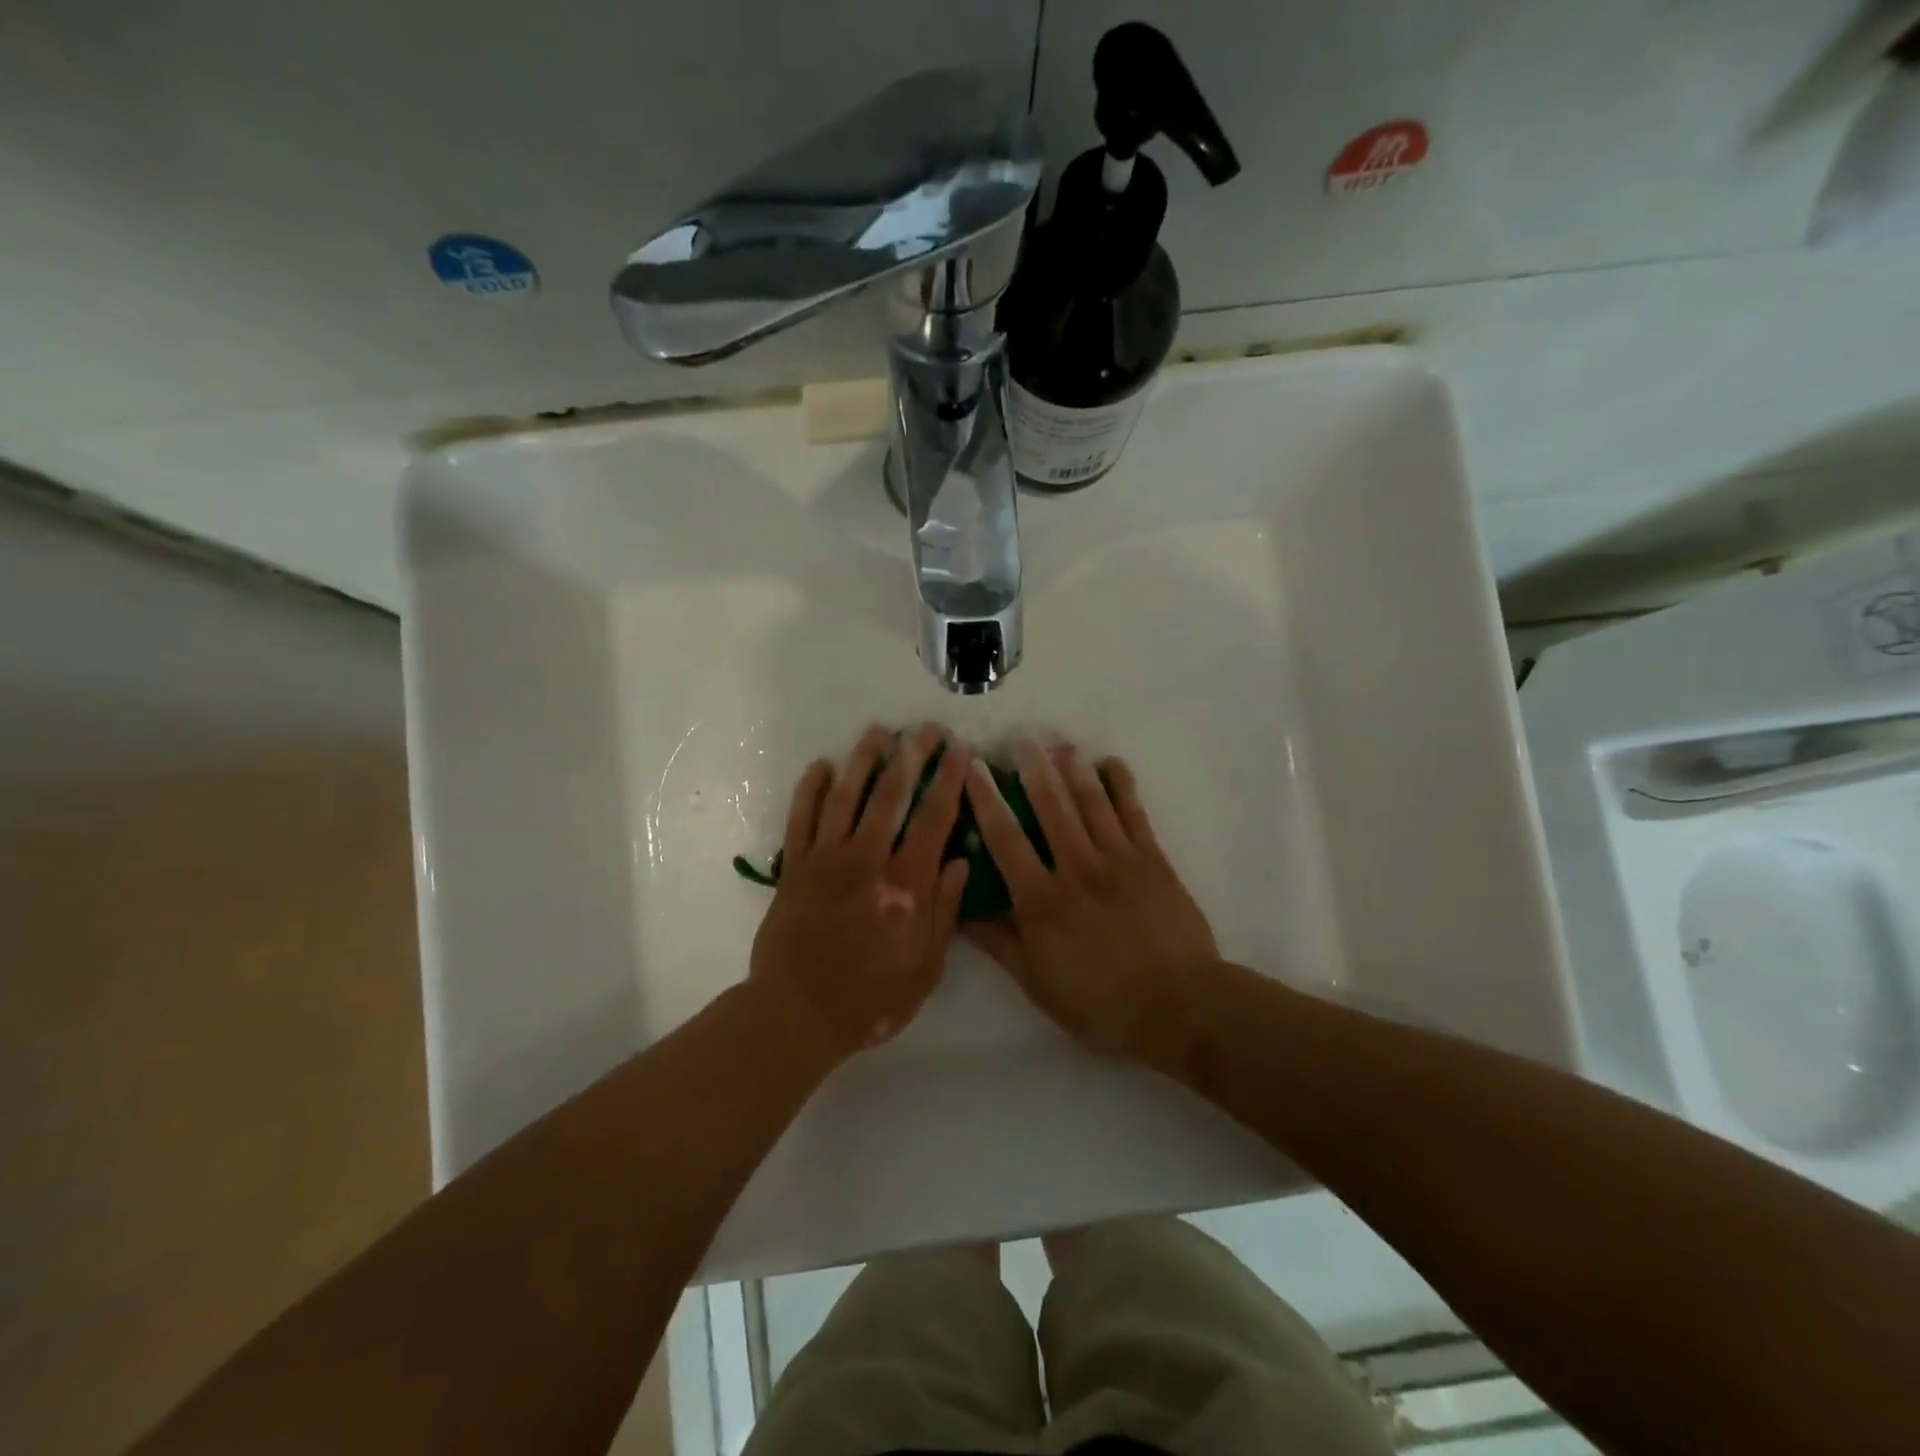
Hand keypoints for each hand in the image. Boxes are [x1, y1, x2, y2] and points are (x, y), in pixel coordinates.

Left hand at [749, 724, 970, 1060]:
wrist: (798, 1014)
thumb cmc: (871, 998)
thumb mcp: (926, 967)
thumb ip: (944, 910)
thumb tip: (961, 861)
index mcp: (906, 884)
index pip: (933, 819)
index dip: (949, 781)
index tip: (959, 751)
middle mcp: (867, 860)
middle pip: (892, 795)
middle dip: (912, 756)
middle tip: (926, 728)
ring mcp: (826, 859)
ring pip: (846, 796)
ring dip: (863, 760)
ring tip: (878, 732)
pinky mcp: (794, 867)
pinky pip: (801, 818)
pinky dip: (810, 789)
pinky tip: (821, 766)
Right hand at [965, 738, 1217, 1066]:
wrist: (1179, 1006)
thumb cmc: (1101, 1003)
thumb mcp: (1038, 983)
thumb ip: (1000, 944)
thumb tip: (962, 912)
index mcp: (1042, 900)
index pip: (1005, 840)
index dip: (986, 800)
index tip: (973, 769)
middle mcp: (1076, 869)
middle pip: (1050, 808)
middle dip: (1032, 770)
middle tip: (1020, 738)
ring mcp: (1118, 860)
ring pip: (1091, 803)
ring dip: (1073, 769)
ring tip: (1058, 742)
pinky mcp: (1152, 860)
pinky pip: (1134, 813)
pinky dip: (1122, 785)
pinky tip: (1110, 763)